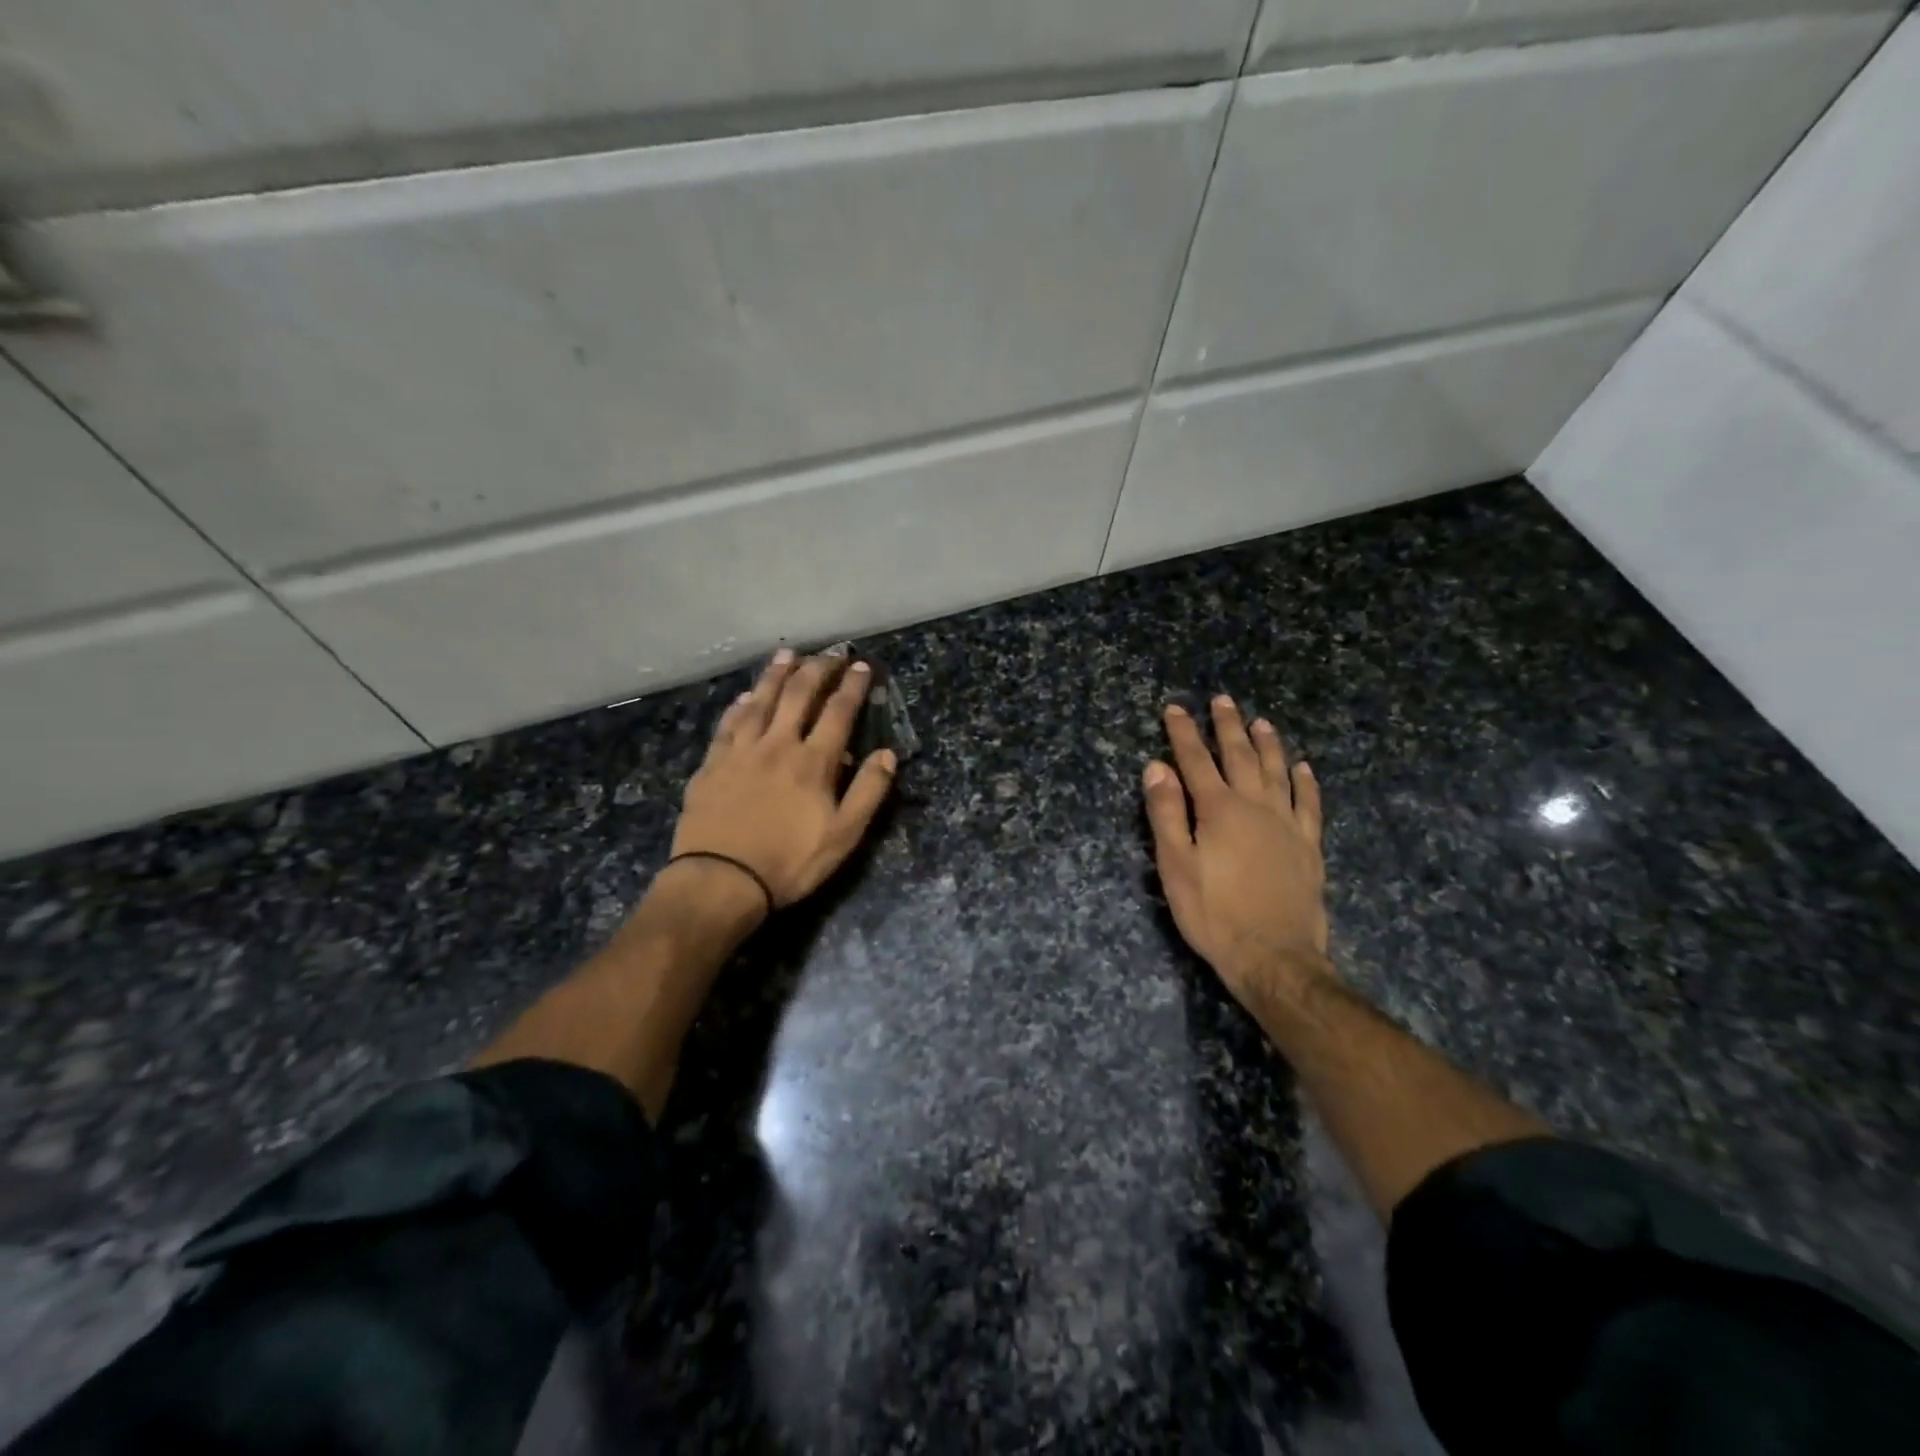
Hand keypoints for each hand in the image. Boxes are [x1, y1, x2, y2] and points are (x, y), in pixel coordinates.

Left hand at [670, 650, 896, 907]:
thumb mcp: (844, 835)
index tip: (861, 666)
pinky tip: (745, 697)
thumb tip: (887, 754)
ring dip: (776, 675)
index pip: (838, 713)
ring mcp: (740, 751)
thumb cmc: (790, 862)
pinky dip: (740, 706)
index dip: (852, 687)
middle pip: (798, 695)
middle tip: (829, 652)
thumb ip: (868, 792)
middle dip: (817, 669)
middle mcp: (777, 744)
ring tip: (787, 654)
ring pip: (760, 701)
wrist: (721, 880)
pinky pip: (727, 725)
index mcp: (813, 761)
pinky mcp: (712, 764)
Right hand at [1142, 697, 1328, 1012]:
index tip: (1175, 708)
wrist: (1274, 956)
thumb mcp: (1176, 866)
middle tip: (1222, 700)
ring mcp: (1287, 824)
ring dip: (1268, 744)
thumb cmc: (1214, 913)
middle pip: (1240, 756)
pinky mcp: (1308, 845)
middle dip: (1228, 726)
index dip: (1183, 733)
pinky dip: (1305, 782)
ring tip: (1261, 721)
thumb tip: (1156, 767)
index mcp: (1218, 810)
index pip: (1195, 760)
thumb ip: (1166, 814)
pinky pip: (1309, 803)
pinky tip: (1303, 768)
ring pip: (1277, 771)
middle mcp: (1255, 806)